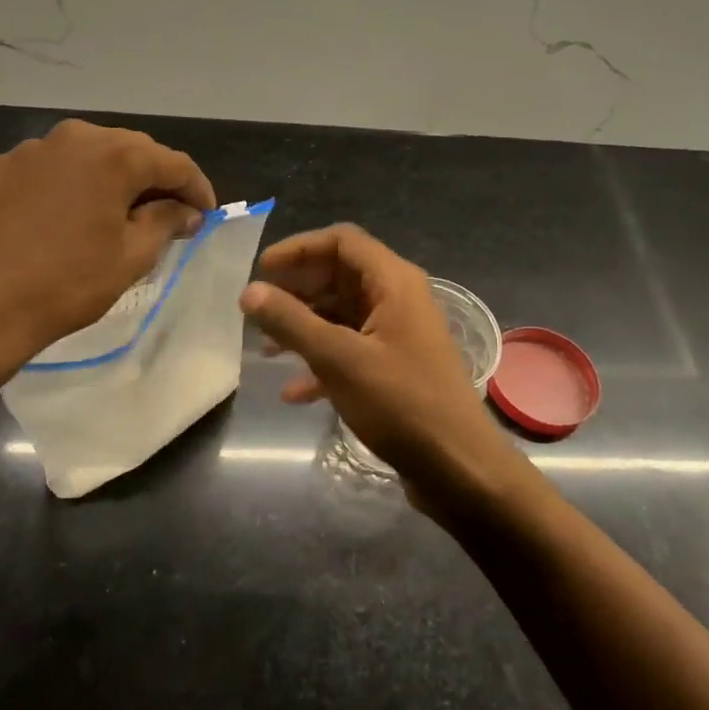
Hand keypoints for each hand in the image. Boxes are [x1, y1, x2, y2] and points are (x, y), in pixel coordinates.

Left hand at [0, 120, 214, 370]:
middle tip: (169, 214)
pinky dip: (68, 184)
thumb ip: (167, 222)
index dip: (197, 188)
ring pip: (87, 155)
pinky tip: (65, 216)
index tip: (206, 214)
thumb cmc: (67, 284)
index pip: (174, 163)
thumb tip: (186, 210)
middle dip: (155, 179)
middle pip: (130, 150)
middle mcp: (74, 137)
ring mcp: (30, 149)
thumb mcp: (132, 257)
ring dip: (110, 178)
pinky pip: (48, 168)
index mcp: (114, 155)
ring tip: (117, 212)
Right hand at [239, 224, 533, 512]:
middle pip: (339, 275)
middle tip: (257, 310)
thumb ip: (291, 321)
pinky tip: (293, 391)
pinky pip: (351, 349)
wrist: (459, 468)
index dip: (299, 249)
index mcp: (393, 282)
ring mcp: (398, 334)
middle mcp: (398, 299)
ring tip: (266, 349)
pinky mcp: (395, 367)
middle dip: (297, 290)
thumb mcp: (338, 359)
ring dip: (304, 326)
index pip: (341, 241)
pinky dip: (322, 361)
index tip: (261, 271)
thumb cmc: (400, 404)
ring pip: (342, 315)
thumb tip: (249, 291)